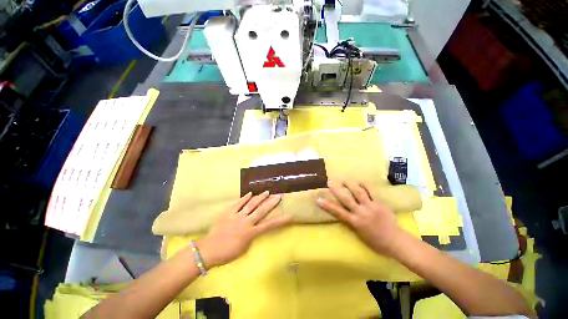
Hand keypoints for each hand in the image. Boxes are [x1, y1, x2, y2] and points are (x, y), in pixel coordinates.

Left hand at [197, 191, 290, 268]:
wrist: (208, 250)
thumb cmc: (227, 253)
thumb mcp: (244, 248)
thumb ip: (252, 236)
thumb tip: (255, 228)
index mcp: (251, 233)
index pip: (269, 226)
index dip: (280, 221)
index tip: (289, 215)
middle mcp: (246, 222)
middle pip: (262, 210)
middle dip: (271, 203)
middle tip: (279, 195)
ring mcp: (237, 216)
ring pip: (251, 204)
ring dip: (260, 197)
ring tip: (267, 192)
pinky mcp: (228, 212)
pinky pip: (238, 203)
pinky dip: (244, 198)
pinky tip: (250, 193)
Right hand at [316, 181, 404, 255]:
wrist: (395, 241)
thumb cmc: (376, 241)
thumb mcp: (359, 234)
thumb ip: (352, 223)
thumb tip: (345, 214)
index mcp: (355, 222)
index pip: (338, 212)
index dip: (327, 205)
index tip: (318, 199)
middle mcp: (361, 212)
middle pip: (346, 199)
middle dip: (337, 190)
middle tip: (329, 182)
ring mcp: (371, 206)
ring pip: (359, 192)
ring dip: (350, 184)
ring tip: (344, 178)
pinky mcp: (380, 203)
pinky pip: (372, 192)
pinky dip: (365, 185)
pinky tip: (360, 181)